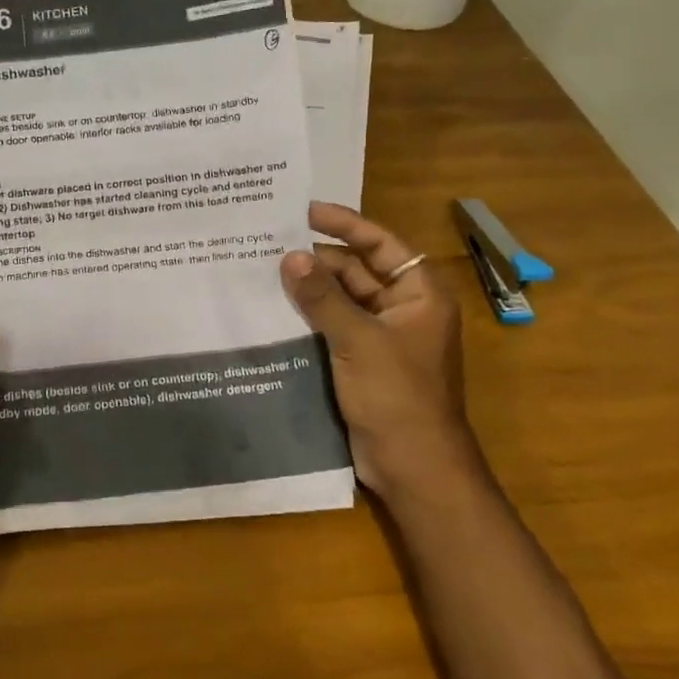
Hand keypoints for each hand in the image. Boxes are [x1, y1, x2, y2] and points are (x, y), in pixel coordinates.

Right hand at [281, 202, 476, 497]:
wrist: (414, 468)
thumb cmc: (398, 397)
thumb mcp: (358, 340)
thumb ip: (322, 297)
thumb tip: (289, 256)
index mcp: (418, 294)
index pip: (380, 244)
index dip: (344, 223)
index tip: (303, 210)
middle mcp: (401, 308)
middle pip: (355, 269)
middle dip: (316, 259)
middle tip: (267, 243)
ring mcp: (379, 336)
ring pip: (339, 299)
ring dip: (307, 288)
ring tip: (260, 270)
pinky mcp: (359, 360)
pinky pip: (330, 326)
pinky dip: (306, 316)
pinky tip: (270, 309)